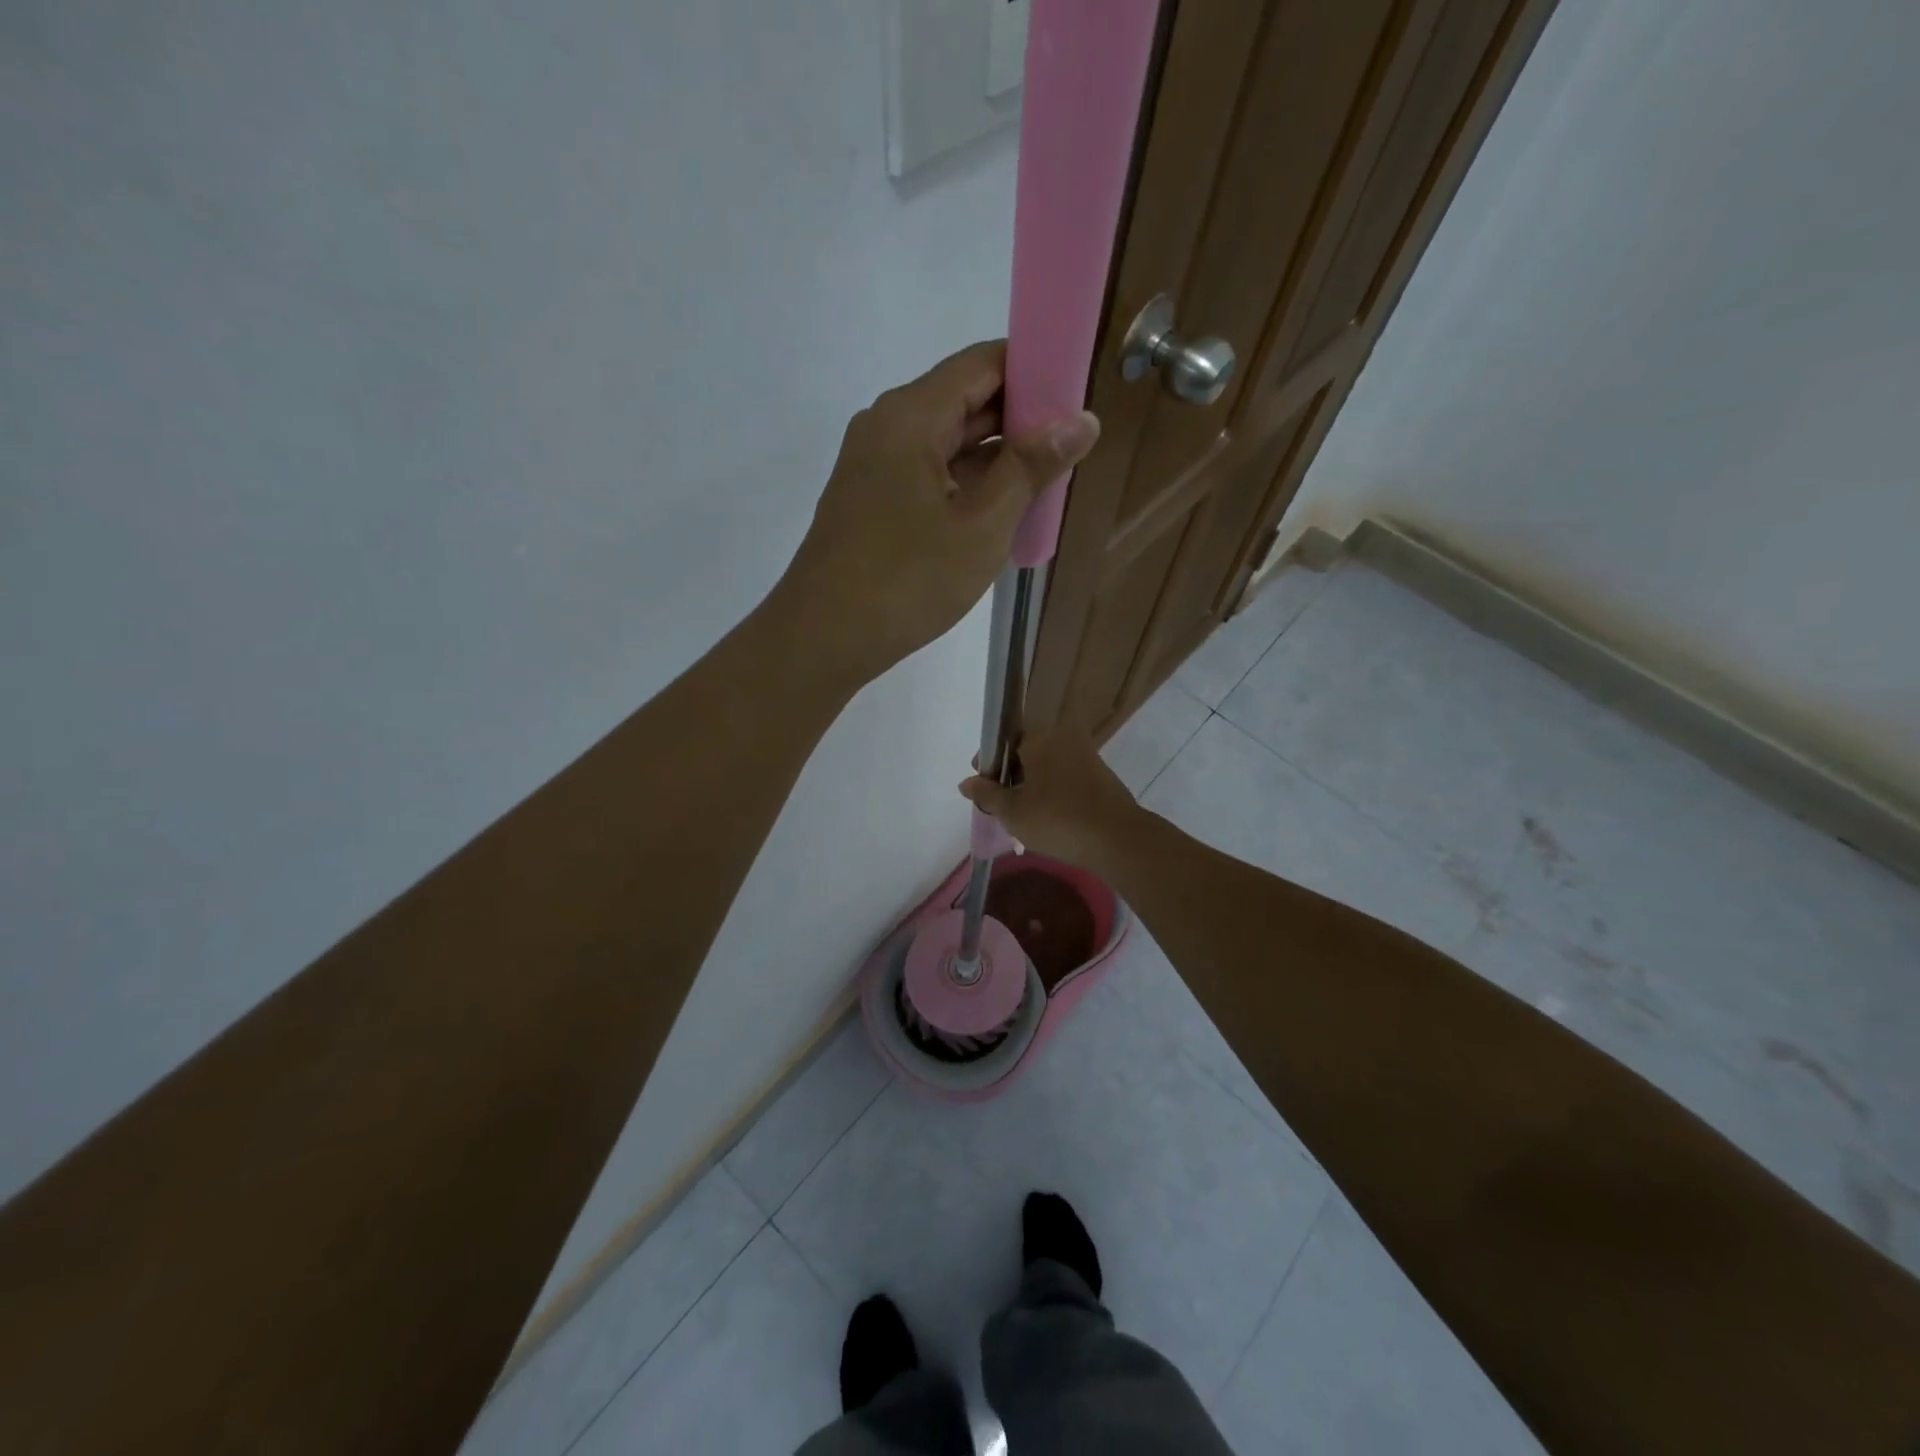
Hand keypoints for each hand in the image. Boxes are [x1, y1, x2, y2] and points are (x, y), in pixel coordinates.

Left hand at [775, 341, 1099, 681]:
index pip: (982, 363)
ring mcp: (874, 465)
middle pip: (964, 400)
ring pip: (947, 443)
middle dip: (1020, 420)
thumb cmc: (907, 580)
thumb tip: (1083, 420)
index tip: (1078, 396)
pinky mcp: (871, 500)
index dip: (1034, 371)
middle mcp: (887, 426)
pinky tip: (1001, 510)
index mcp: (911, 415)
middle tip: (1073, 446)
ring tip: (1048, 480)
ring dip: (995, 458)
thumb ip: (1031, 468)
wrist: (823, 638)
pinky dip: (966, 484)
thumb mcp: (981, 525)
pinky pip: (928, 474)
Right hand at [959, 724, 1142, 868]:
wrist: (1117, 839)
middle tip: (1002, 807)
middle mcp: (1064, 737)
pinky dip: (1054, 793)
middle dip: (1011, 777)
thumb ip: (986, 794)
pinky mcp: (1101, 776)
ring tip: (1025, 817)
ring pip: (1047, 766)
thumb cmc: (1056, 819)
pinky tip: (1051, 818)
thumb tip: (966, 782)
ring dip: (1033, 786)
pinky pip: (1067, 778)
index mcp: (1039, 736)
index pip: (1004, 742)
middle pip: (1026, 753)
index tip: (983, 790)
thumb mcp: (1011, 811)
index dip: (989, 765)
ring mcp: (1086, 755)